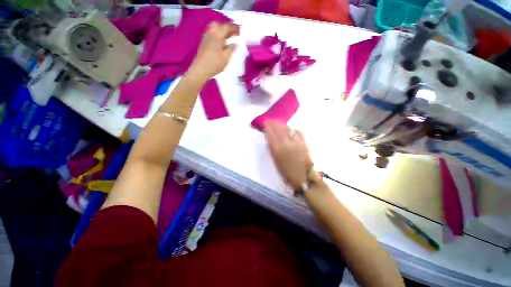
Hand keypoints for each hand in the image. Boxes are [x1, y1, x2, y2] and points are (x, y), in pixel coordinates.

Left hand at [188, 22, 239, 81]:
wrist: (200, 70)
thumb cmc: (215, 64)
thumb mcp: (226, 57)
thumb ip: (232, 48)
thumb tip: (235, 43)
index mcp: (217, 34)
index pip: (227, 27)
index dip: (235, 28)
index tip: (241, 31)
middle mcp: (211, 32)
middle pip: (220, 25)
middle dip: (228, 28)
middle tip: (234, 34)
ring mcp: (206, 36)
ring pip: (215, 29)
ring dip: (223, 31)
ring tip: (229, 38)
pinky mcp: (204, 42)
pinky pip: (212, 34)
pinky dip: (218, 35)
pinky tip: (222, 43)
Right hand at [264, 122, 312, 190]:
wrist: (303, 177)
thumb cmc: (287, 172)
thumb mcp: (276, 162)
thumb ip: (273, 149)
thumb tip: (270, 139)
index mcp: (278, 150)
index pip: (271, 135)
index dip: (267, 128)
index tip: (264, 124)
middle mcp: (286, 144)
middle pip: (279, 130)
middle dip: (273, 124)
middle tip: (270, 121)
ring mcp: (296, 143)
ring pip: (288, 130)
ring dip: (282, 125)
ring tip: (278, 123)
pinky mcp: (304, 143)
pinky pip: (298, 133)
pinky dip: (294, 129)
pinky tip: (291, 129)